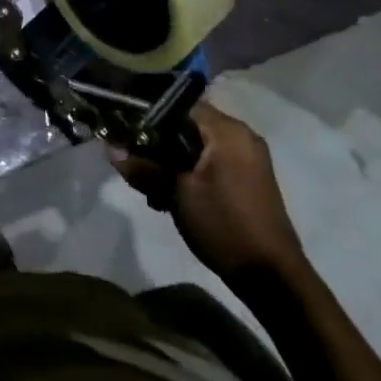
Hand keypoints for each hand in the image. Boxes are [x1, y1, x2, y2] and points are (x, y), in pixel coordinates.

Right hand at [110, 101, 303, 279]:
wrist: (270, 274)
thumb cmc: (223, 223)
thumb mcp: (176, 193)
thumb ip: (144, 167)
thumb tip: (111, 149)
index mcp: (228, 131)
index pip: (181, 106)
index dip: (151, 118)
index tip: (128, 136)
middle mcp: (242, 137)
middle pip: (189, 127)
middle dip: (160, 147)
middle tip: (137, 169)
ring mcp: (248, 159)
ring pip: (198, 149)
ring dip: (173, 165)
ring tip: (154, 193)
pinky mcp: (249, 180)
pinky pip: (212, 164)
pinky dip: (191, 175)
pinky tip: (174, 200)